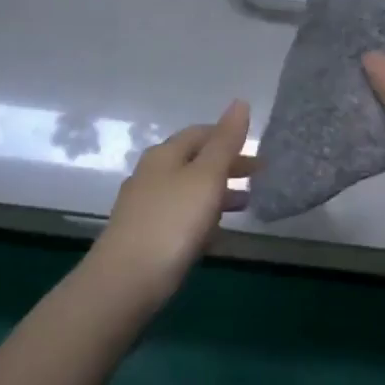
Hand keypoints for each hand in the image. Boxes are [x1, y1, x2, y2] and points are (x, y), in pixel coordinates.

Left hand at [89, 100, 253, 306]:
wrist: (125, 283)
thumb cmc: (172, 222)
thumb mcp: (206, 177)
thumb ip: (225, 141)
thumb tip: (240, 101)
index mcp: (164, 155)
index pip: (200, 133)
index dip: (229, 136)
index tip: (257, 151)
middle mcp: (151, 175)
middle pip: (194, 161)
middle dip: (227, 166)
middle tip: (259, 178)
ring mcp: (145, 207)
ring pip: (188, 190)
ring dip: (218, 193)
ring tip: (247, 205)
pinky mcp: (145, 237)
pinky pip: (181, 218)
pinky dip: (203, 218)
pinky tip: (217, 235)